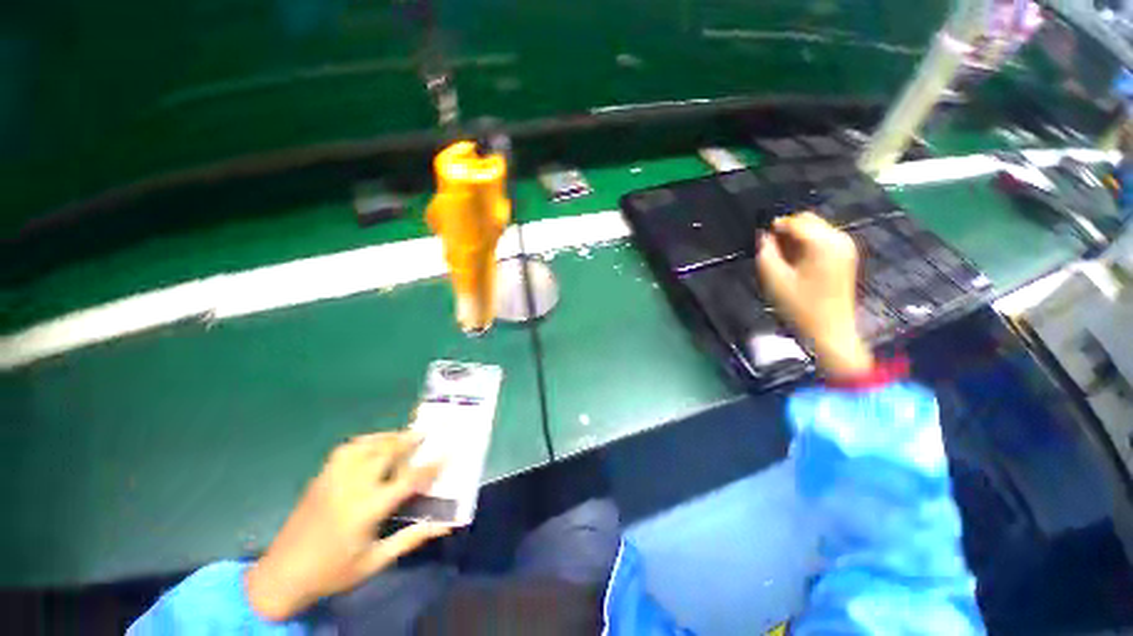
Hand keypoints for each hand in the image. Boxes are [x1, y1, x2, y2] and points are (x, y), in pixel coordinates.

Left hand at [245, 432, 449, 621]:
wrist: (281, 576)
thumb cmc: (333, 572)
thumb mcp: (375, 562)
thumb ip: (410, 539)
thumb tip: (444, 526)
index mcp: (367, 509)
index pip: (408, 479)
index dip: (430, 465)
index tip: (447, 452)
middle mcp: (352, 487)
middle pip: (386, 452)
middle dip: (409, 439)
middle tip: (426, 432)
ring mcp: (333, 479)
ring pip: (366, 445)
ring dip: (388, 436)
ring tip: (402, 435)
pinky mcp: (320, 477)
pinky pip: (346, 449)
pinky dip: (365, 441)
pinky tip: (372, 444)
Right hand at [756, 212, 873, 378]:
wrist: (829, 330)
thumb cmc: (799, 306)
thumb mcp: (773, 278)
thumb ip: (765, 252)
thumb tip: (763, 235)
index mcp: (822, 242)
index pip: (794, 221)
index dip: (773, 227)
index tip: (759, 241)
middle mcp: (838, 238)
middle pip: (807, 220)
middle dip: (787, 230)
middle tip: (770, 249)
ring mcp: (846, 246)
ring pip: (815, 228)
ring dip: (796, 237)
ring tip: (782, 258)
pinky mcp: (847, 256)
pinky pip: (823, 239)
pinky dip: (807, 244)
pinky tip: (797, 262)